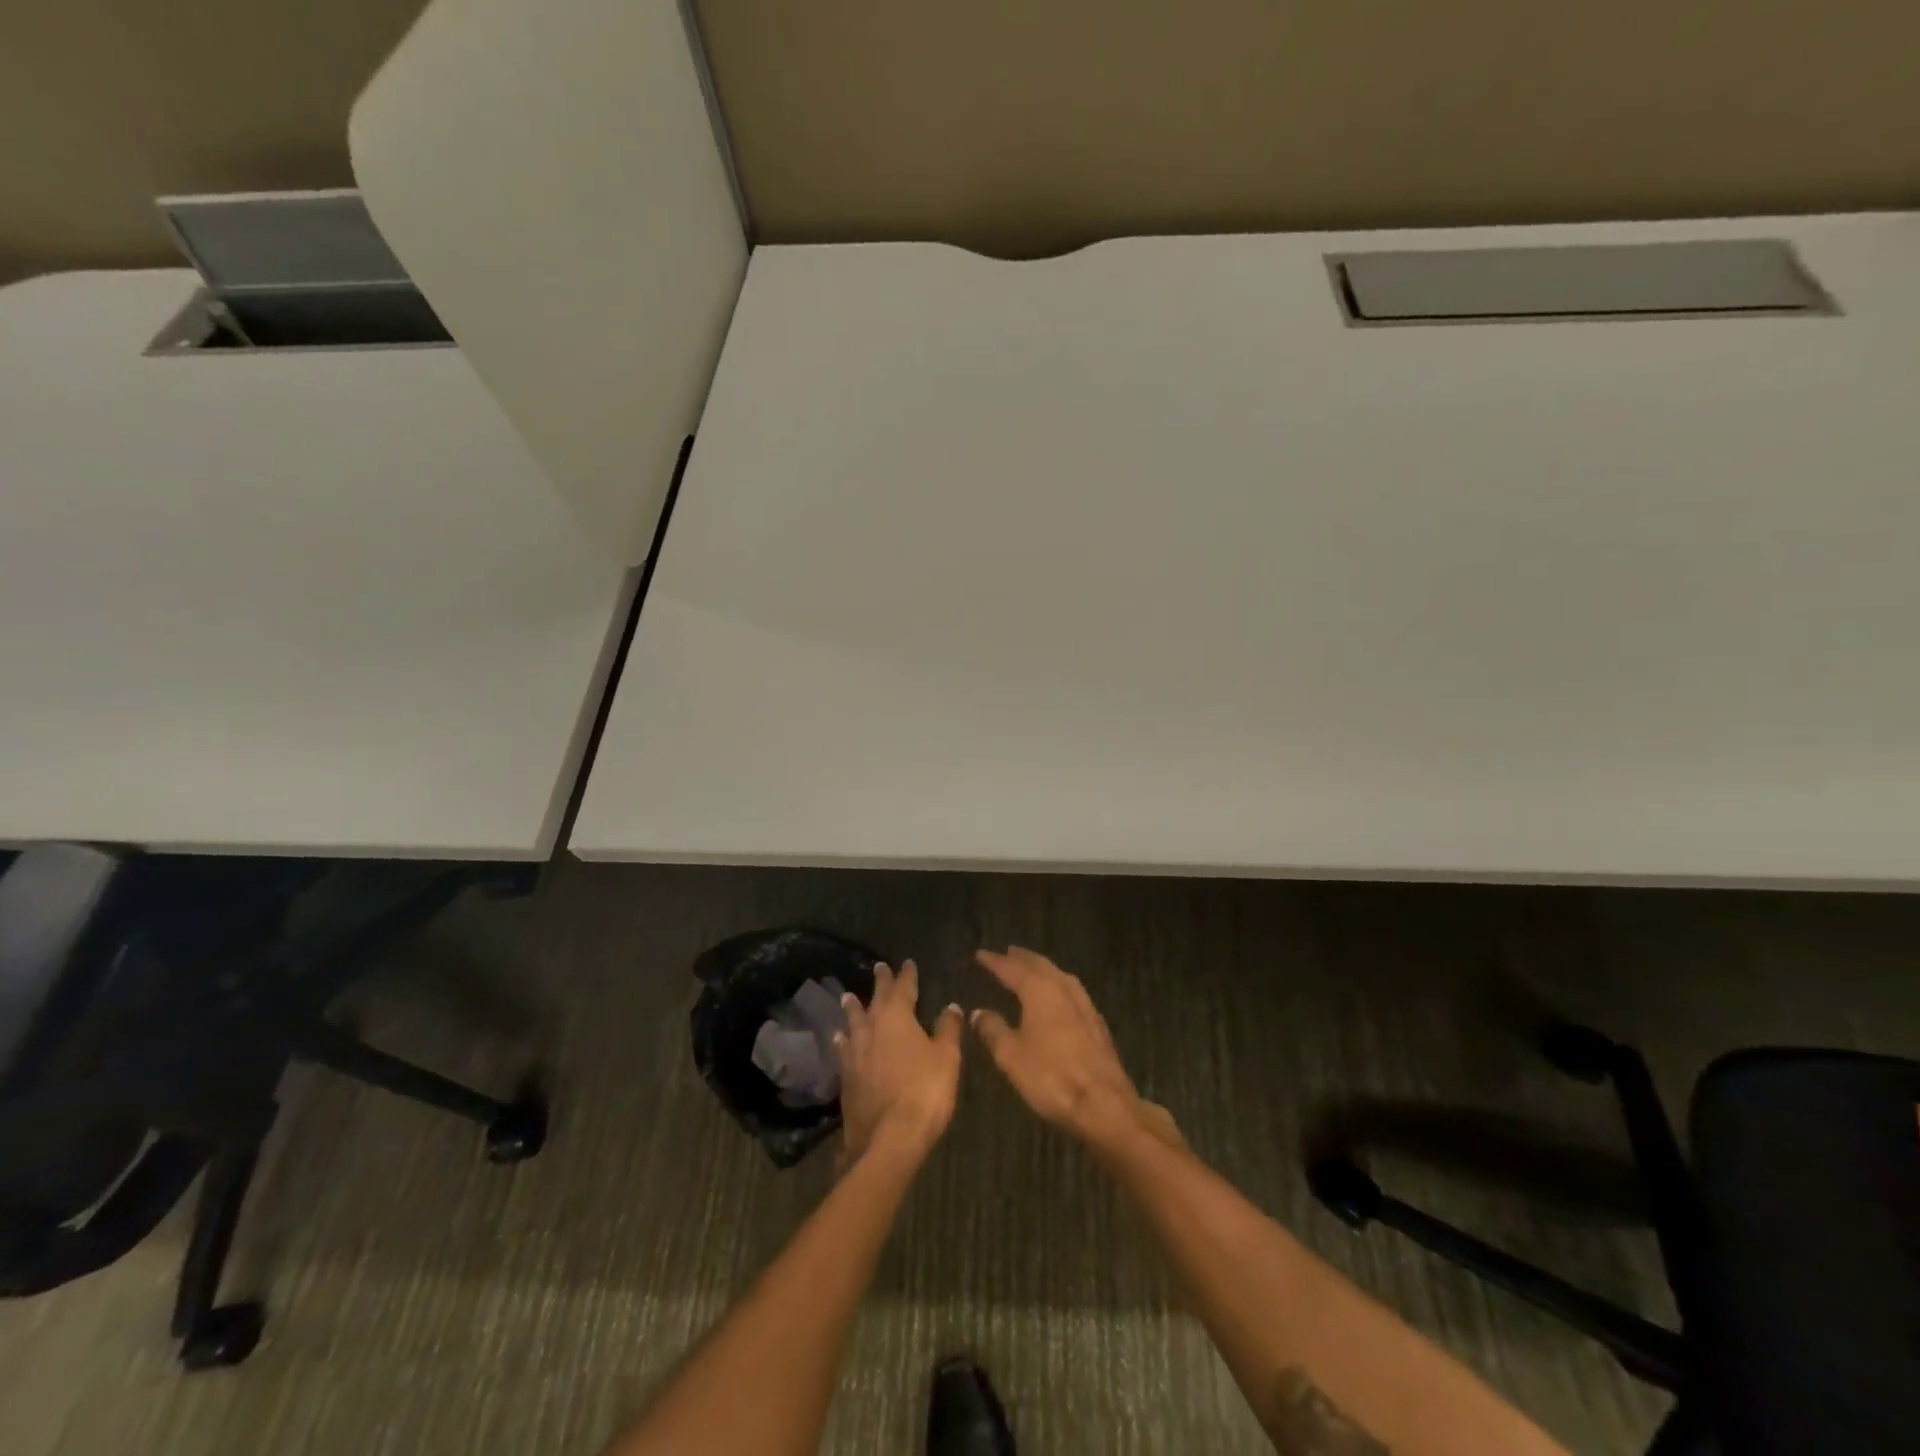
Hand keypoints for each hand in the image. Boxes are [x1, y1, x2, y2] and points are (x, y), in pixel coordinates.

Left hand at [837, 960, 962, 1169]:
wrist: (888, 1139)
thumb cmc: (924, 1091)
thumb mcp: (947, 1057)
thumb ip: (948, 1029)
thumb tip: (951, 1006)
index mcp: (897, 1017)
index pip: (903, 987)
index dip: (907, 974)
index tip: (907, 963)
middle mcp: (871, 1027)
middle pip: (875, 999)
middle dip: (880, 983)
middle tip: (879, 968)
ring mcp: (855, 1052)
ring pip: (853, 1021)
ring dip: (853, 1008)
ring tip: (848, 997)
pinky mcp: (846, 1077)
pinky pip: (844, 1048)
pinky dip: (844, 1039)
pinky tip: (840, 1040)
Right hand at [970, 947, 1181, 1149]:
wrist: (1103, 1103)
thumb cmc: (1051, 1076)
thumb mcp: (1011, 1056)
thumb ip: (993, 1030)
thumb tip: (978, 1012)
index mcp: (1039, 990)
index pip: (1012, 968)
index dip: (995, 961)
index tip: (981, 954)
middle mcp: (1063, 988)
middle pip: (1040, 965)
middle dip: (1022, 958)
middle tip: (1007, 952)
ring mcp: (1084, 1004)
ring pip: (1059, 975)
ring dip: (1042, 968)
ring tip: (1029, 968)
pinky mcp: (1096, 1022)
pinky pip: (1071, 990)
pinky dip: (1057, 984)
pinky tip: (1057, 995)